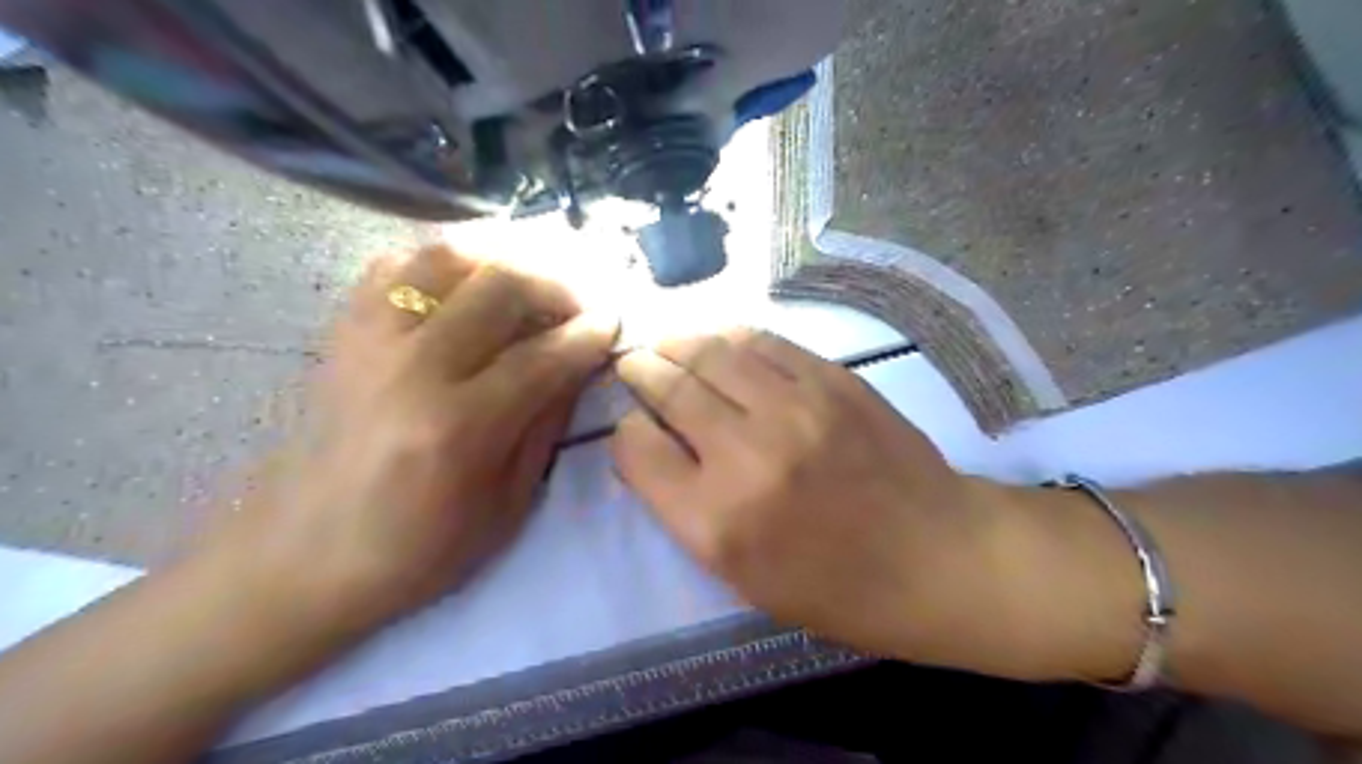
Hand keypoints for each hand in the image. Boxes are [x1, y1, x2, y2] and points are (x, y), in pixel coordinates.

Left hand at [212, 246, 618, 632]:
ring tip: (527, 286)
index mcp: (458, 427)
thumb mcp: (507, 506)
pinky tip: (466, 287)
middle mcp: (412, 368)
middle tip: (576, 305)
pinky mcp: (341, 332)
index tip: (612, 323)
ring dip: (501, 260)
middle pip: (499, 285)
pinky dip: (443, 264)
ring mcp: (369, 341)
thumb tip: (578, 366)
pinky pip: (395, 265)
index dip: (588, 334)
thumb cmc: (417, 550)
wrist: (301, 558)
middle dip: (555, 285)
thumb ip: (546, 426)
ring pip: (446, 257)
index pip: (542, 356)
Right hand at [613, 328, 1134, 678]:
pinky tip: (722, 342)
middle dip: (641, 372)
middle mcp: (745, 455)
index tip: (633, 428)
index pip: (636, 451)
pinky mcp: (832, 380)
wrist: (939, 557)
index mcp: (716, 522)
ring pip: (712, 353)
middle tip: (634, 365)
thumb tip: (655, 447)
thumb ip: (688, 511)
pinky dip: (732, 338)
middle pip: (669, 389)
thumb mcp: (743, 577)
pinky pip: (764, 343)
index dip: (627, 434)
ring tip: (668, 345)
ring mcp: (793, 408)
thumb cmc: (838, 589)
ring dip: (679, 344)